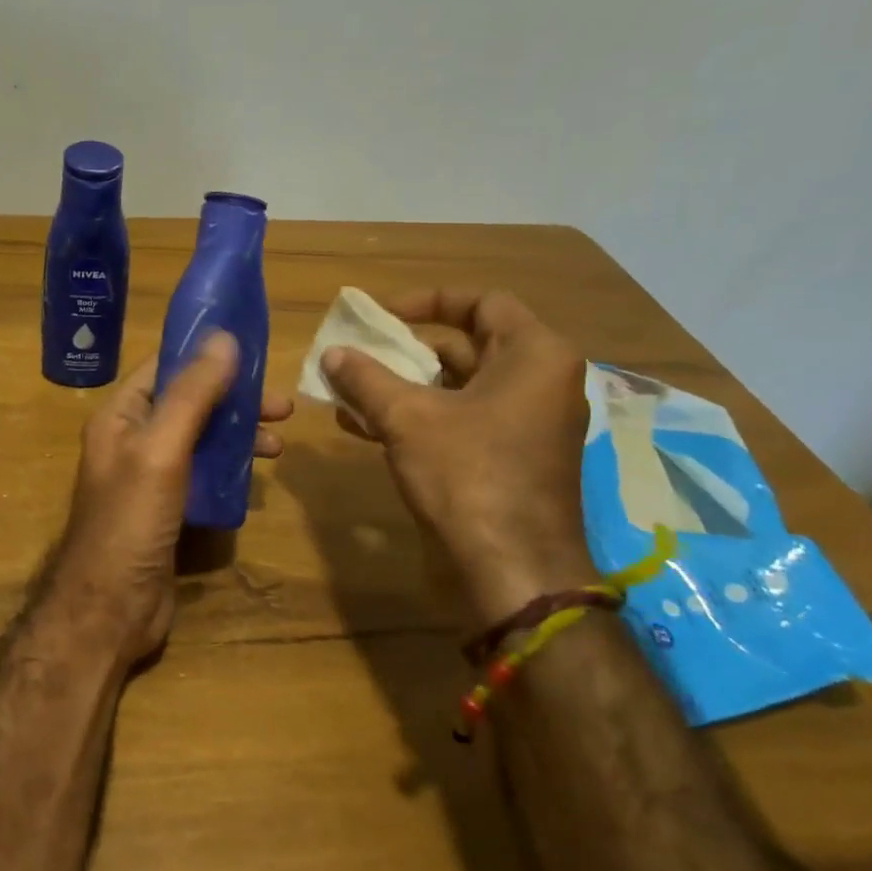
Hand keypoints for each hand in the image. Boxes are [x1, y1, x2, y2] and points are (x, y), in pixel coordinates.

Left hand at [48, 334, 292, 665]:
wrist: (111, 608)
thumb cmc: (131, 521)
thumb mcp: (161, 448)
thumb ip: (192, 394)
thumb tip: (224, 337)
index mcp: (120, 417)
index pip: (164, 368)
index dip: (204, 355)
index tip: (252, 351)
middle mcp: (133, 440)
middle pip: (189, 404)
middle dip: (234, 400)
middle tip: (283, 407)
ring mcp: (150, 477)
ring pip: (200, 440)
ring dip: (238, 435)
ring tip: (278, 445)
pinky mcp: (168, 510)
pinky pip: (203, 475)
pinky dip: (231, 469)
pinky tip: (258, 477)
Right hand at [322, 289, 594, 631]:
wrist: (511, 569)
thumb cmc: (468, 475)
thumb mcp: (407, 418)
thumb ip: (366, 378)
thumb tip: (332, 353)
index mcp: (534, 356)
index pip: (483, 303)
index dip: (428, 301)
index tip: (383, 315)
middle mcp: (539, 382)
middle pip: (467, 346)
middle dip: (406, 350)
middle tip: (360, 354)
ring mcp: (526, 423)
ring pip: (458, 388)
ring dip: (403, 386)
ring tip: (349, 391)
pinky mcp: (509, 458)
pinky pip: (460, 420)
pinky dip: (418, 417)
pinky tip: (364, 427)